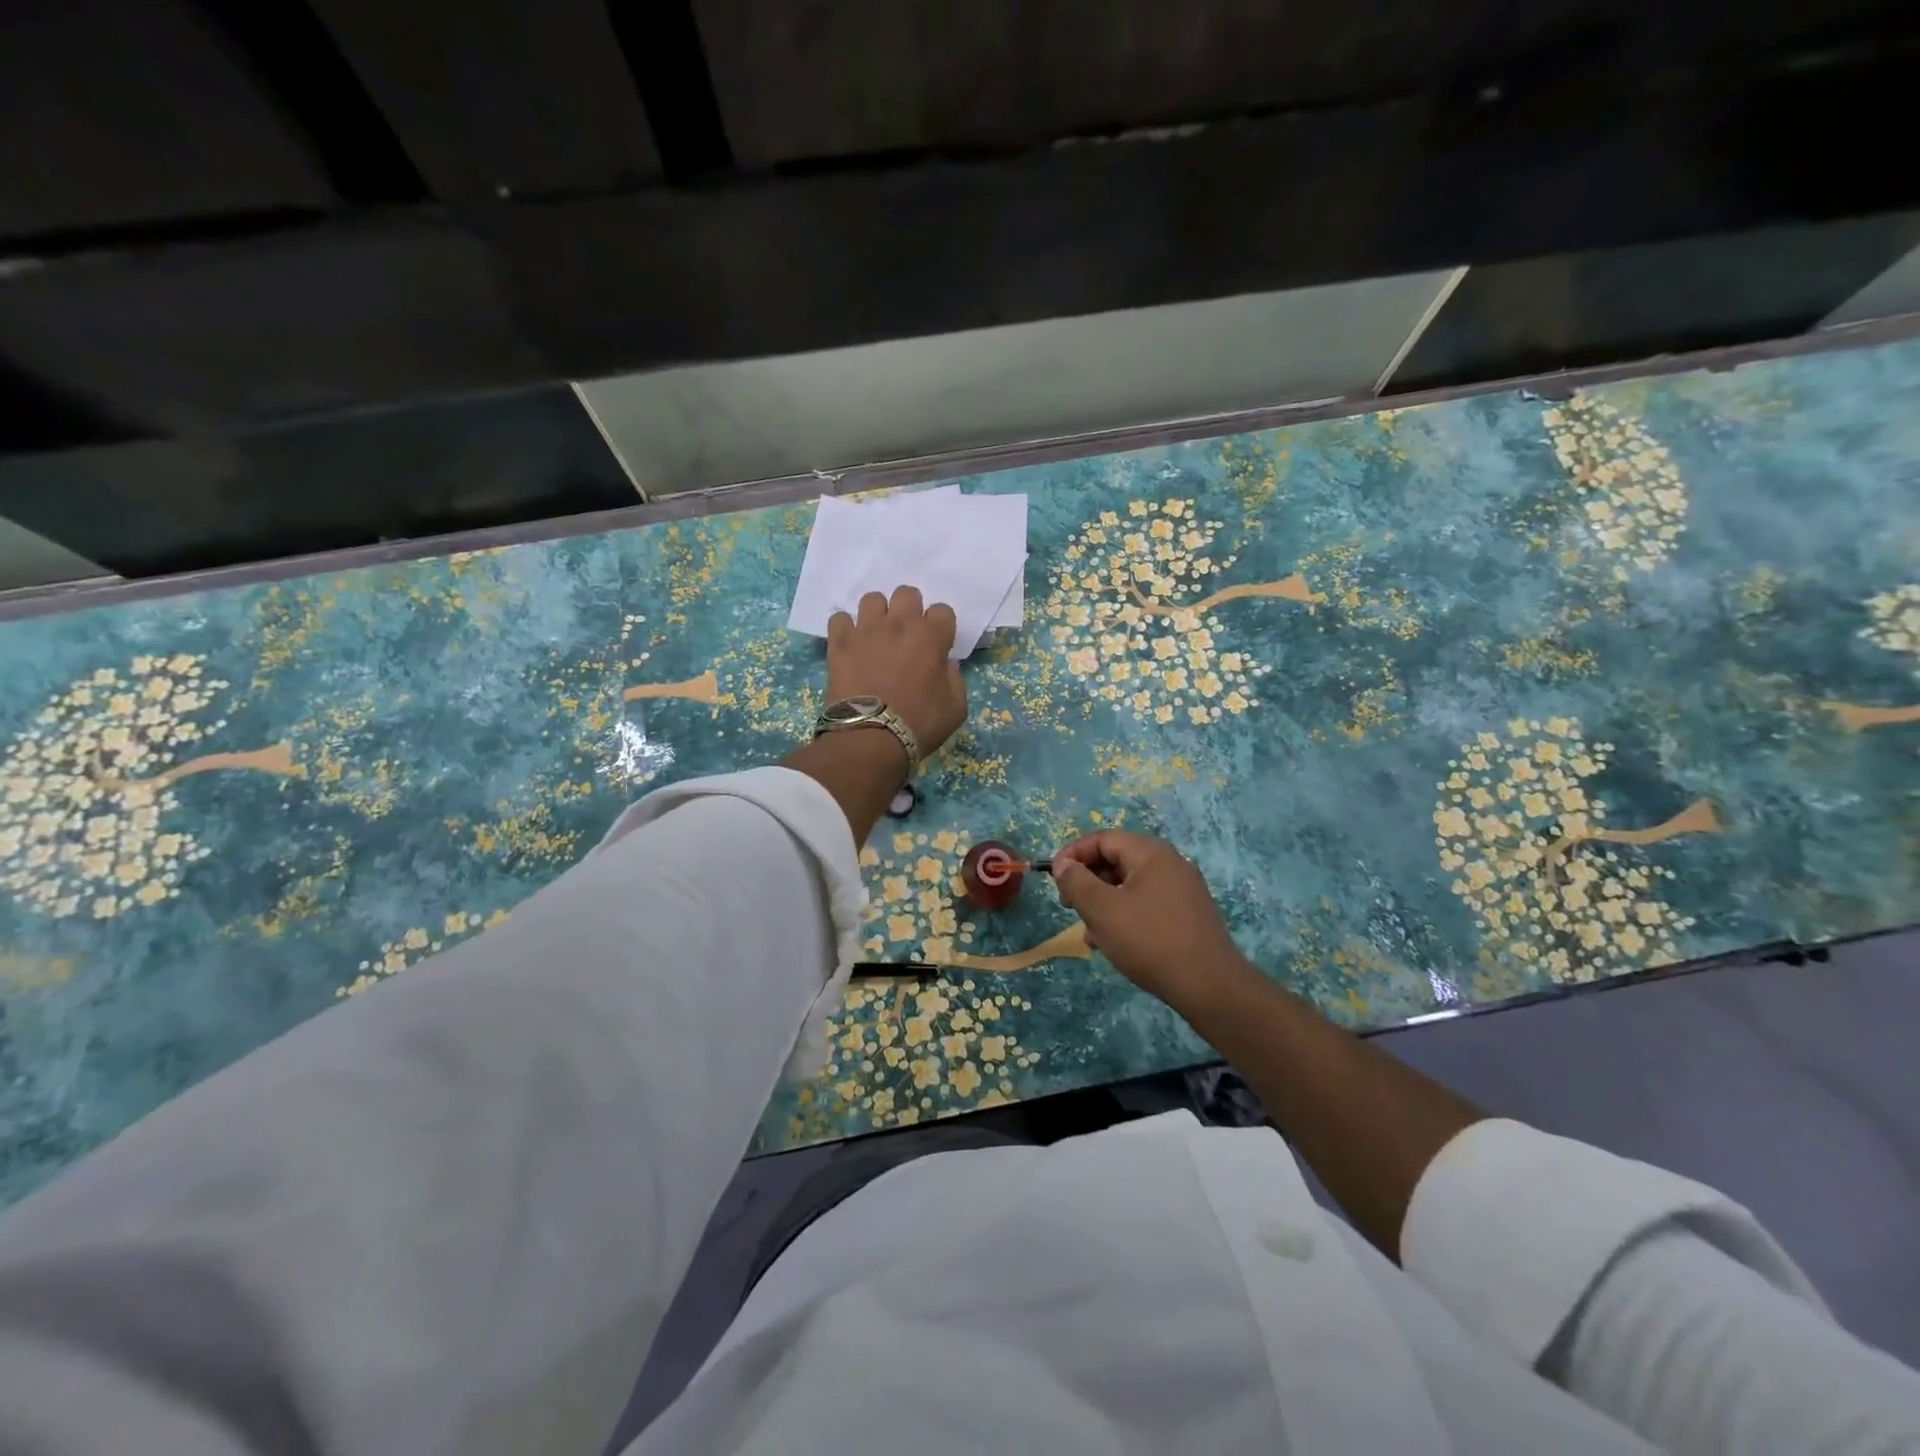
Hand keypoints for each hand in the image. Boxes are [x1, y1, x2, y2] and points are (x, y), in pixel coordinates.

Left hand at [826, 586, 967, 759]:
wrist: (871, 738)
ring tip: (877, 635)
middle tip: (906, 635)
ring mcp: (866, 630)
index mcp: (931, 637)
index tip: (937, 645)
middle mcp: (899, 624)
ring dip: (878, 614)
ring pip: (872, 599)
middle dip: (910, 610)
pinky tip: (851, 644)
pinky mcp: (839, 642)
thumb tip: (946, 664)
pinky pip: (840, 619)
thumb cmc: (920, 725)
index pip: (943, 611)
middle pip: (907, 593)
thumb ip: (955, 680)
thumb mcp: (956, 709)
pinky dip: (846, 629)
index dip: (941, 627)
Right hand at [1051, 830, 1253, 1012]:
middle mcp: (1170, 863)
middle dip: (1088, 881)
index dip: (1073, 855)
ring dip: (1104, 902)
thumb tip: (1063, 864)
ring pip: (1130, 885)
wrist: (1210, 986)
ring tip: (1090, 933)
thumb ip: (1077, 882)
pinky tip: (1116, 943)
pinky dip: (1126, 915)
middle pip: (1117, 860)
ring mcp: (1183, 889)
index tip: (1054, 880)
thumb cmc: (1149, 941)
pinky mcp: (1189, 914)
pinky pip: (1147, 903)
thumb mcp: (1102, 910)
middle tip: (1069, 906)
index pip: (1102, 839)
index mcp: (1150, 853)